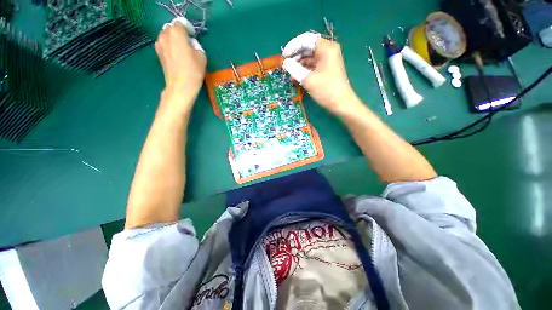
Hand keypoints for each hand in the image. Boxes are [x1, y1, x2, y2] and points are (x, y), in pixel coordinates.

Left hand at [155, 17, 206, 94]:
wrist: (180, 86)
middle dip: (179, 33)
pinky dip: (169, 47)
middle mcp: (165, 35)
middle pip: (171, 28)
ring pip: (166, 36)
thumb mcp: (202, 56)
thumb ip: (196, 45)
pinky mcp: (158, 53)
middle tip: (187, 44)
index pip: (181, 23)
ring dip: (173, 39)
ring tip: (181, 50)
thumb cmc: (193, 71)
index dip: (188, 29)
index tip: (193, 38)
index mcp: (176, 32)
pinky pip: (164, 44)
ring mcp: (159, 44)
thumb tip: (191, 45)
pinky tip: (176, 56)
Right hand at [282, 32, 358, 114]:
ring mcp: (327, 60)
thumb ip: (294, 69)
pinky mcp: (326, 69)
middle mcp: (327, 50)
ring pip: (309, 57)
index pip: (306, 40)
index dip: (293, 46)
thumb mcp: (308, 79)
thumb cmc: (326, 90)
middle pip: (308, 47)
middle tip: (285, 65)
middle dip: (295, 55)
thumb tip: (285, 63)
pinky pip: (313, 65)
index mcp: (326, 48)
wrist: (341, 103)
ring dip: (298, 64)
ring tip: (289, 72)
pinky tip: (296, 76)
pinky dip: (304, 70)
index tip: (284, 56)